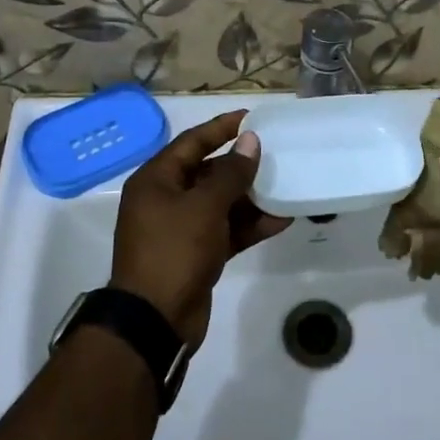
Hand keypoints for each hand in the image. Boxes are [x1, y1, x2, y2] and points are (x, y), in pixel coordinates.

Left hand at [112, 111, 290, 346]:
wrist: (155, 321)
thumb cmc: (174, 251)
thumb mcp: (204, 206)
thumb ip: (231, 173)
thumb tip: (250, 142)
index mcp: (156, 180)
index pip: (192, 142)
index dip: (221, 128)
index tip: (252, 119)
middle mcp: (165, 200)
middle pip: (207, 172)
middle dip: (241, 165)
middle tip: (275, 154)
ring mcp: (181, 229)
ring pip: (220, 203)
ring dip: (251, 197)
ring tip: (285, 185)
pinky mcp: (197, 254)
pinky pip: (226, 230)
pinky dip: (250, 225)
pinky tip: (281, 219)